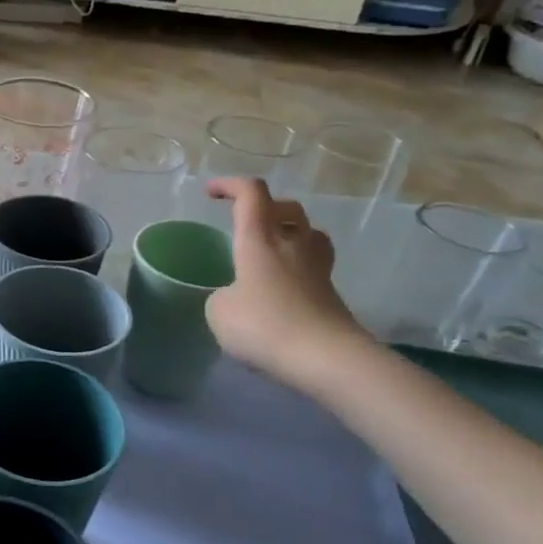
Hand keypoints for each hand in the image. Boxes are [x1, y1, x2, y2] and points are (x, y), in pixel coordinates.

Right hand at [204, 178, 369, 388]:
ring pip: (309, 233)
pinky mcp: (331, 294)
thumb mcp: (219, 311)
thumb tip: (235, 296)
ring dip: (290, 232)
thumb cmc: (264, 325)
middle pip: (287, 208)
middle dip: (265, 207)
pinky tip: (283, 287)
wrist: (326, 358)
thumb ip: (222, 296)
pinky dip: (298, 267)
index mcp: (259, 240)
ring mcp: (317, 269)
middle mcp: (292, 245)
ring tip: (272, 249)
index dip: (230, 185)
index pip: (251, 194)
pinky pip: (314, 266)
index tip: (211, 193)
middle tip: (245, 222)